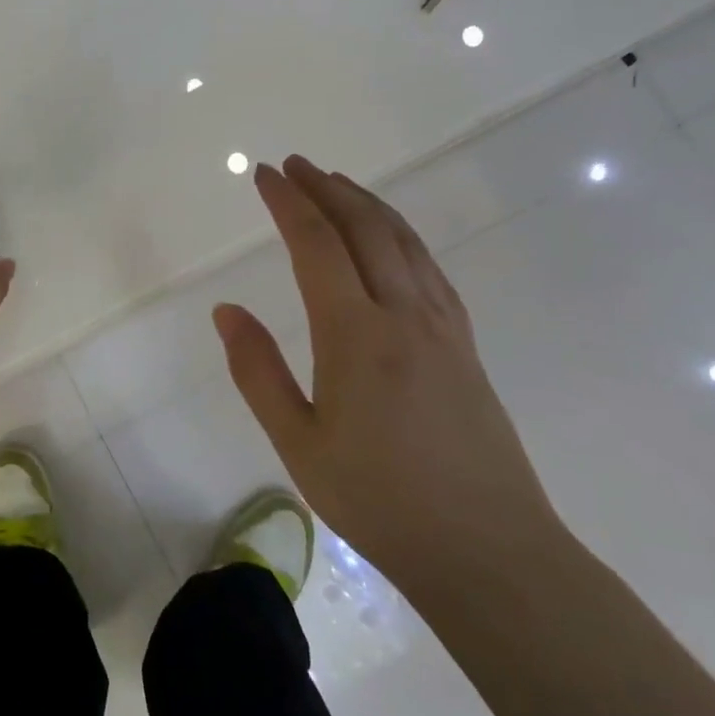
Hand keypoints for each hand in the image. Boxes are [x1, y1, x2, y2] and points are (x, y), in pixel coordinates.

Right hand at [213, 155, 564, 598]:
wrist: (488, 550)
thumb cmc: (379, 501)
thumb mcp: (297, 443)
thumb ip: (256, 371)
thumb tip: (226, 310)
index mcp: (356, 335)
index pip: (317, 246)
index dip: (288, 203)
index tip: (264, 174)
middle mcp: (404, 315)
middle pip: (365, 228)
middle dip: (327, 188)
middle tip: (295, 165)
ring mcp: (443, 327)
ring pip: (404, 242)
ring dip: (367, 204)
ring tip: (338, 183)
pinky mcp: (465, 345)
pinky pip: (430, 268)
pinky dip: (401, 236)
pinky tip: (391, 239)